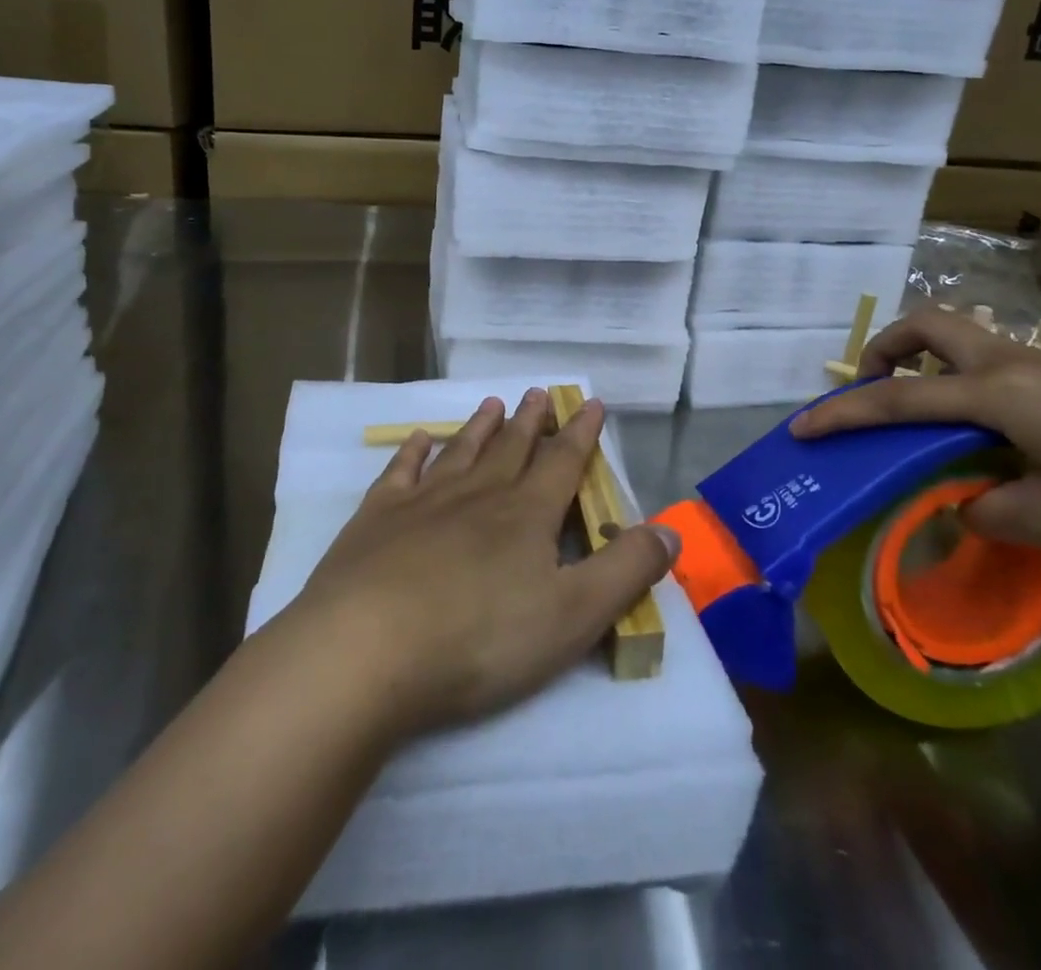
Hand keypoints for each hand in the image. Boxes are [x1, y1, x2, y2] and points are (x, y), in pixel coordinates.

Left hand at [288, 389, 679, 740]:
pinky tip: (418, 439)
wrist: (369, 649)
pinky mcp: (376, 518)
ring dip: (480, 427)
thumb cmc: (480, 639)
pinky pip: (400, 472)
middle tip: (539, 392)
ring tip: (493, 403)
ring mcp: (423, 502)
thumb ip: (626, 571)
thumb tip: (671, 530)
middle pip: (511, 449)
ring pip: (461, 452)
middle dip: (530, 422)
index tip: (590, 403)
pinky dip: (412, 452)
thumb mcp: (573, 616)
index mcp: (526, 516)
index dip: (581, 434)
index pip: (562, 463)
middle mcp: (477, 494)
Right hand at [789, 308, 1040, 552]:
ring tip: (927, 413)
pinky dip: (967, 382)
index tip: (801, 428)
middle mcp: (1009, 365)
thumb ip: (992, 512)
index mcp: (993, 394)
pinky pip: (995, 363)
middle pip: (928, 326)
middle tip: (875, 386)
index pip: (897, 399)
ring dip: (927, 361)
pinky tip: (996, 434)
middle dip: (887, 348)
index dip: (844, 414)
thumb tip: (963, 505)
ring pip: (963, 337)